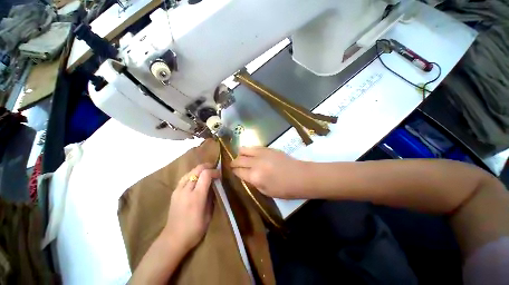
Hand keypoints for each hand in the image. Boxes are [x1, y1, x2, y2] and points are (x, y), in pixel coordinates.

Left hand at [163, 163, 219, 251]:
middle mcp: (186, 190)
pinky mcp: (174, 193)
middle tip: (214, 169)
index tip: (220, 175)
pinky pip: (184, 178)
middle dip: (207, 166)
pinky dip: (192, 174)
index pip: (206, 175)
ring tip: (207, 172)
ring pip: (190, 172)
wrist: (173, 239)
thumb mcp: (208, 214)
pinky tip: (196, 178)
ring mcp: (178, 190)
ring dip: (199, 169)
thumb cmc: (194, 230)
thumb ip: (211, 197)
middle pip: (197, 170)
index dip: (214, 171)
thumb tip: (214, 185)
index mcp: (196, 196)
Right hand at [230, 147, 309, 198]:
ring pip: (244, 150)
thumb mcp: (266, 192)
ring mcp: (262, 154)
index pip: (238, 171)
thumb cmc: (285, 189)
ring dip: (240, 154)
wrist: (301, 176)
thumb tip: (247, 176)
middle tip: (233, 165)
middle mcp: (256, 163)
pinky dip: (249, 150)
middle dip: (234, 162)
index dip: (234, 171)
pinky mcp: (268, 148)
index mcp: (255, 177)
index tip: (232, 171)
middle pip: (239, 160)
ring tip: (240, 157)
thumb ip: (254, 183)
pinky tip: (250, 153)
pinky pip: (254, 147)